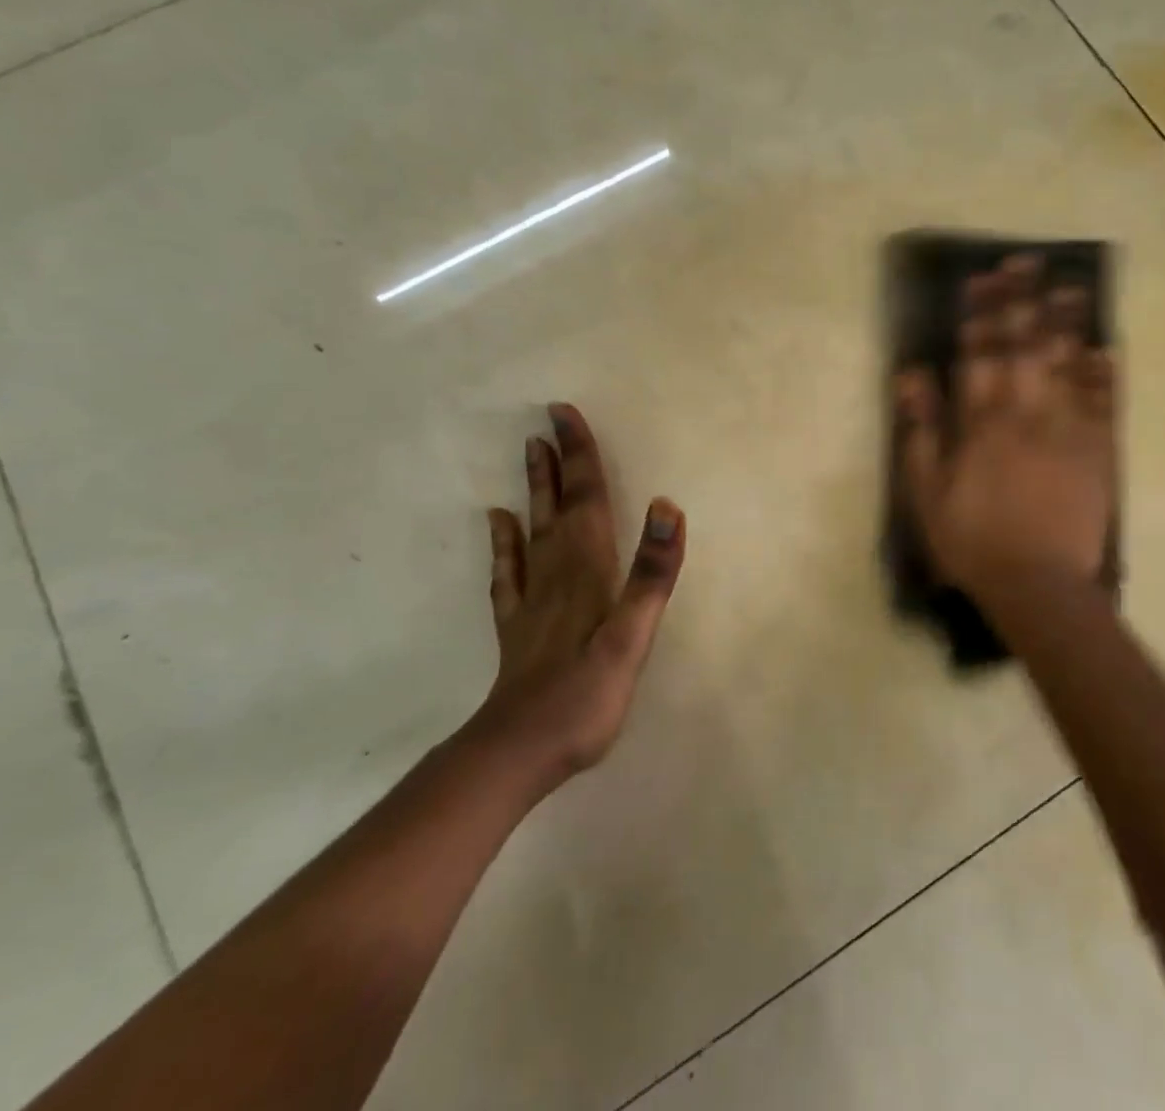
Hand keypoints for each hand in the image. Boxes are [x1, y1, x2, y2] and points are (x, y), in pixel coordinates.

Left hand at [470, 403, 685, 792]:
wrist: (519, 750)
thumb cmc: (584, 694)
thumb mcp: (631, 636)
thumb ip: (651, 573)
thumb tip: (667, 506)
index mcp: (587, 568)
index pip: (587, 498)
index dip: (580, 454)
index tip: (565, 413)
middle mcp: (557, 570)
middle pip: (559, 504)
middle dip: (559, 460)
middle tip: (547, 419)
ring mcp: (533, 597)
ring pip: (533, 529)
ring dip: (534, 488)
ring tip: (529, 452)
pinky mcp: (518, 624)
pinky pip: (509, 571)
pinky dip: (504, 543)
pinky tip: (497, 522)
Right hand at [899, 255, 1116, 607]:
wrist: (1037, 586)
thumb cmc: (971, 540)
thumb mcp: (926, 491)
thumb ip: (921, 430)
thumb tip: (911, 375)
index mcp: (982, 423)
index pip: (981, 353)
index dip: (981, 312)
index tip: (982, 278)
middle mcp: (1026, 414)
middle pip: (1026, 346)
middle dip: (1024, 301)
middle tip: (1027, 262)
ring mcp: (1067, 431)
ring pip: (1068, 365)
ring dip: (1067, 323)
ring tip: (1070, 286)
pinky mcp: (1098, 452)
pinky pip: (1103, 404)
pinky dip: (1104, 374)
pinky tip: (1105, 348)